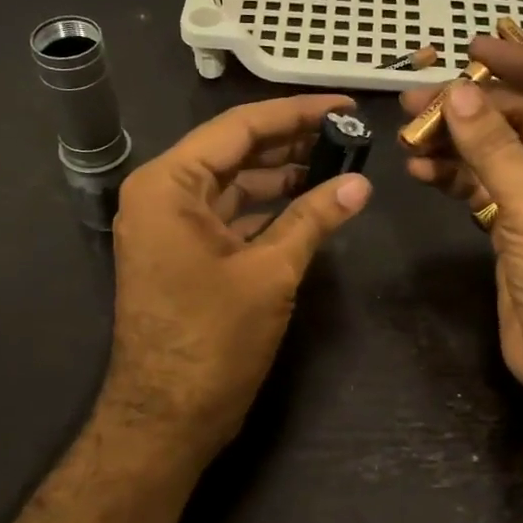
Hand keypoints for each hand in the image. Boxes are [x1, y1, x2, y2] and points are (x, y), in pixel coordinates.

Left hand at [102, 94, 372, 457]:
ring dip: (282, 176)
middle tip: (349, 134)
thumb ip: (314, 219)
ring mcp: (170, 226)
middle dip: (291, 143)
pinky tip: (310, 203)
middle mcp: (162, 195)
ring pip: (234, 185)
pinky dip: (267, 210)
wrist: (167, 418)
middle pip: (234, 152)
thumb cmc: (213, 340)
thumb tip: (360, 183)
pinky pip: (229, 216)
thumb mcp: (270, 272)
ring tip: (339, 164)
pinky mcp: (183, 254)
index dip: (295, 113)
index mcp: (168, 185)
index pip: (238, 127)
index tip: (344, 105)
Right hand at [401, 39, 522, 417]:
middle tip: (420, 99)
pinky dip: (454, 175)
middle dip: (476, 106)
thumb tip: (457, 93)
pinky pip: (485, 184)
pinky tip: (419, 168)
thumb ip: (494, 148)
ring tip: (409, 132)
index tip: (476, 50)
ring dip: (457, 139)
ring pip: (500, 149)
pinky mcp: (519, 222)